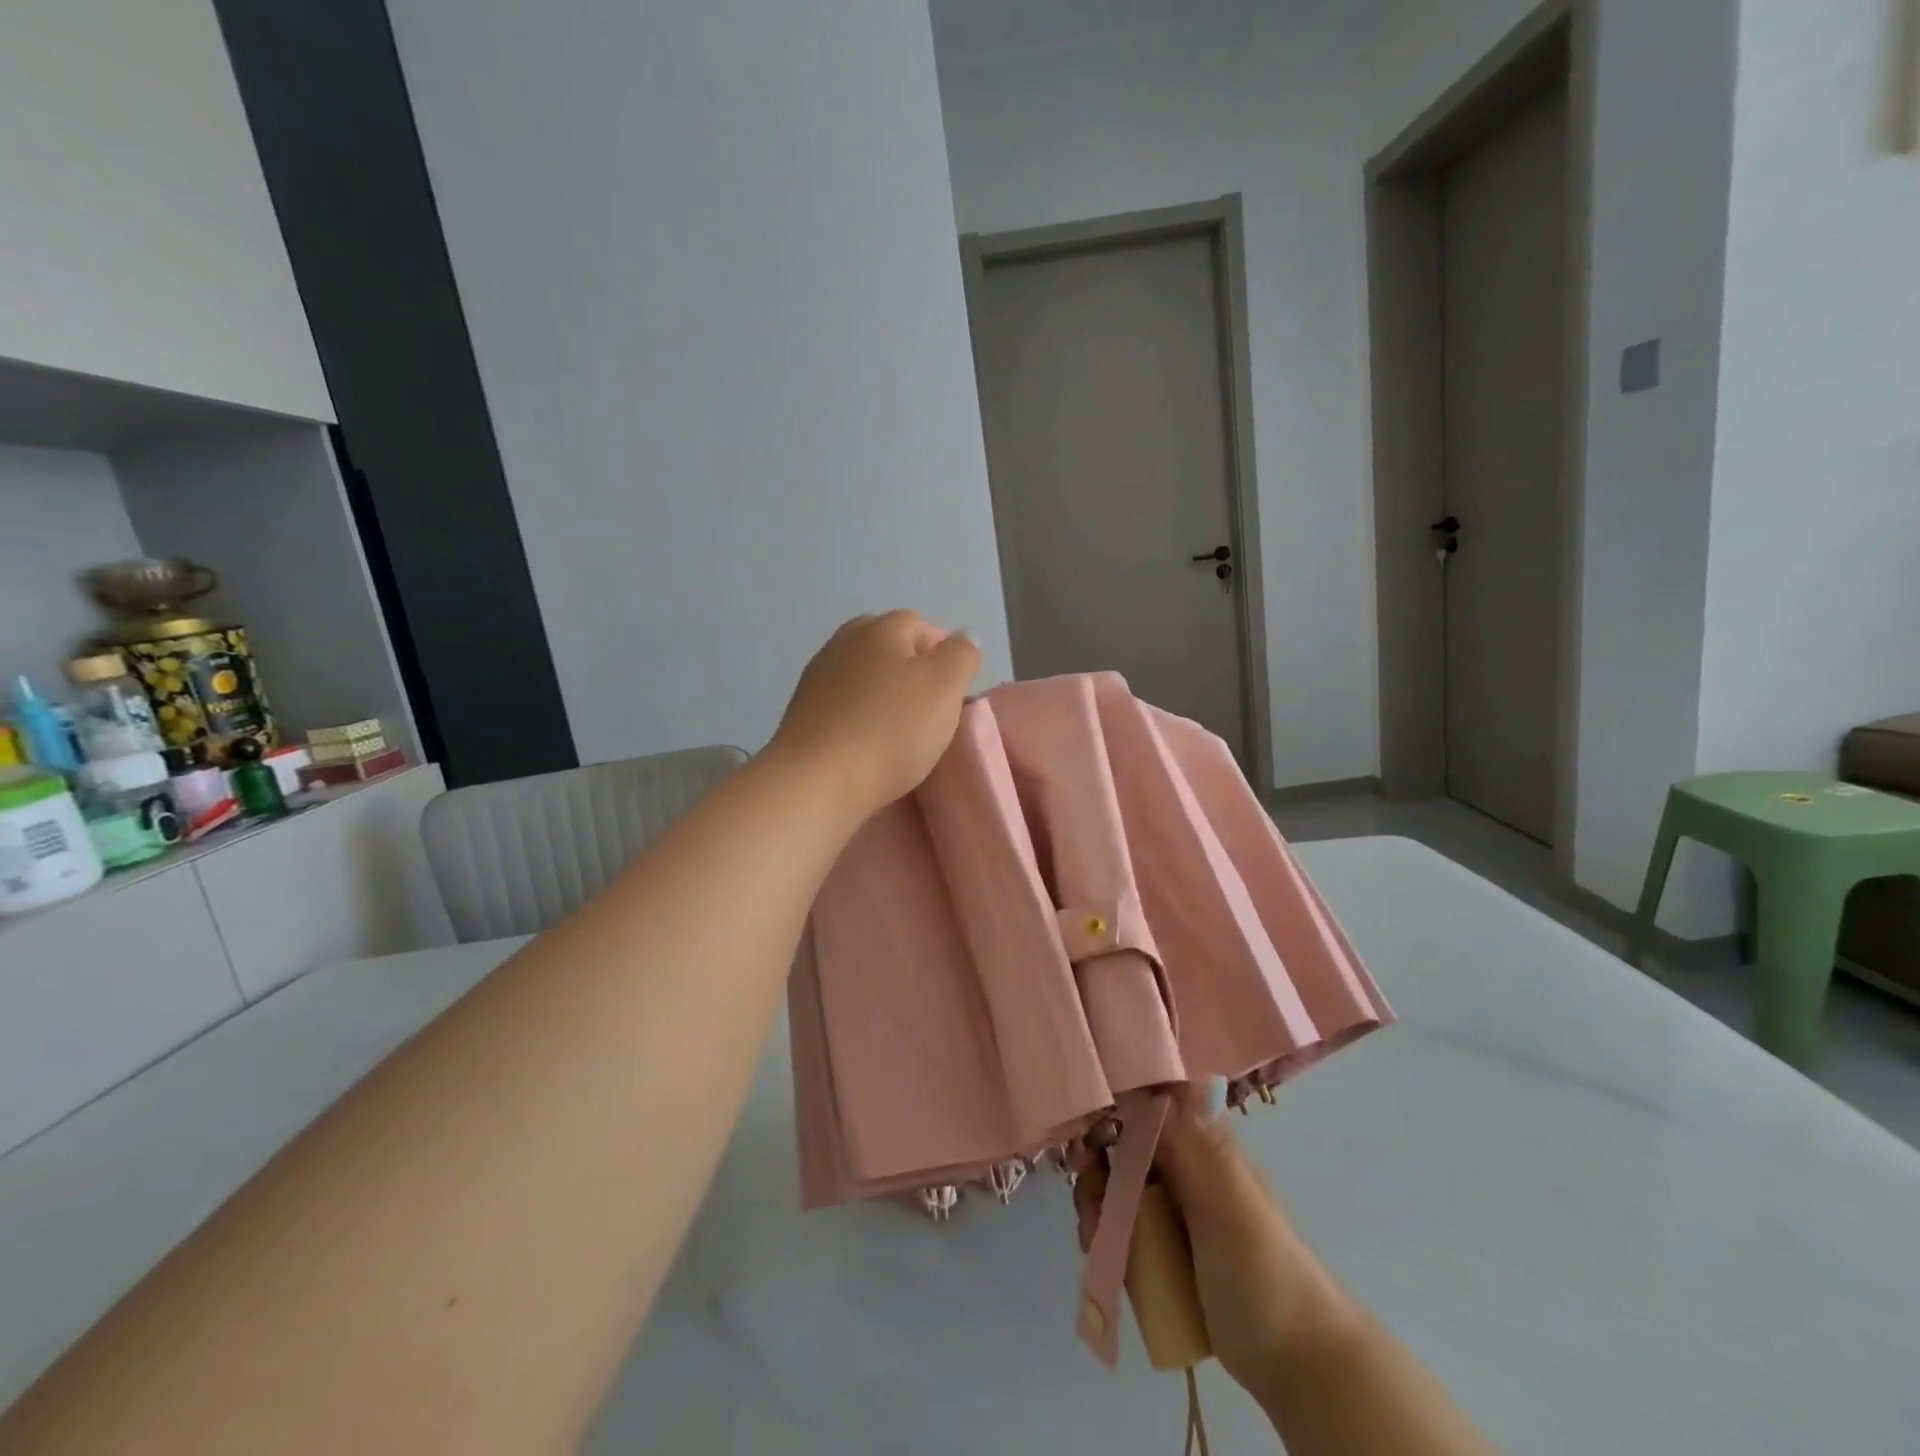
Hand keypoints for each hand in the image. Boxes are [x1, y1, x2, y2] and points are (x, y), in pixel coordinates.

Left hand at [768, 611, 981, 820]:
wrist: (817, 780)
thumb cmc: (890, 730)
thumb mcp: (945, 687)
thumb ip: (962, 656)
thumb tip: (965, 636)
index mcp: (880, 629)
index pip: (920, 625)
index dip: (943, 654)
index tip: (954, 692)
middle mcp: (844, 642)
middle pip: (886, 647)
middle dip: (910, 671)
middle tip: (928, 709)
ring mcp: (817, 677)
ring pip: (862, 676)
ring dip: (882, 695)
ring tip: (900, 732)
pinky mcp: (801, 713)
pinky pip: (842, 705)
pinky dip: (859, 716)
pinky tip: (868, 744)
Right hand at [1075, 1086, 1349, 1403]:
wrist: (1299, 1369)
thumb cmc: (1264, 1271)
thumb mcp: (1227, 1199)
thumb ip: (1188, 1141)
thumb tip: (1154, 1069)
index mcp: (1201, 1140)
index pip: (1145, 1099)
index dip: (1109, 1104)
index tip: (1082, 1126)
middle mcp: (1184, 1166)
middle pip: (1121, 1143)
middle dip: (1095, 1163)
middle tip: (1089, 1195)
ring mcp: (1173, 1210)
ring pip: (1116, 1185)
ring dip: (1095, 1202)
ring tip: (1096, 1235)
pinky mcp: (1164, 1251)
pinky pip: (1121, 1226)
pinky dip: (1104, 1233)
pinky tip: (1101, 1253)